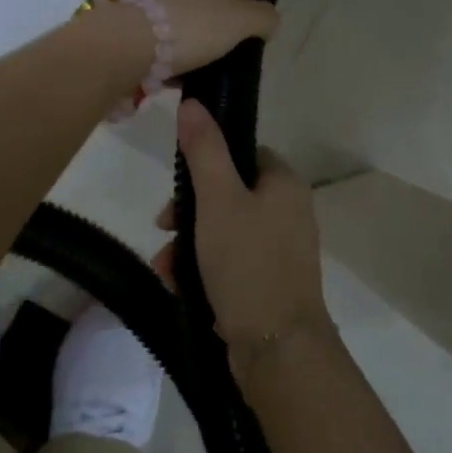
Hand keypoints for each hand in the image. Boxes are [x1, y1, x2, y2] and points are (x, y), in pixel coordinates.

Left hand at [147, 0, 278, 76]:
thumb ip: (260, 16)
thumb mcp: (237, 19)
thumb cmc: (185, 24)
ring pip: (193, 15)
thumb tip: (269, 20)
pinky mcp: (144, 39)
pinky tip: (204, 78)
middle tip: (256, 21)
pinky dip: (190, 60)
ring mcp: (157, 9)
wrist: (121, 54)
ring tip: (235, 55)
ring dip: (211, 32)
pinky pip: (175, 47)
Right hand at [154, 100, 329, 373]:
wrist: (277, 348)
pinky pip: (229, 262)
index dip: (206, 163)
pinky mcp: (269, 283)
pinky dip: (202, 268)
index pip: (244, 153)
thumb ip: (204, 150)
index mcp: (284, 184)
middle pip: (228, 194)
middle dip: (188, 212)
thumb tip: (193, 103)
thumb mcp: (218, 200)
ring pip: (223, 231)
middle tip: (163, 227)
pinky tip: (178, 285)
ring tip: (165, 267)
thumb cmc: (247, 262)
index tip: (177, 186)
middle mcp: (288, 212)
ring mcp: (280, 250)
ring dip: (188, 244)